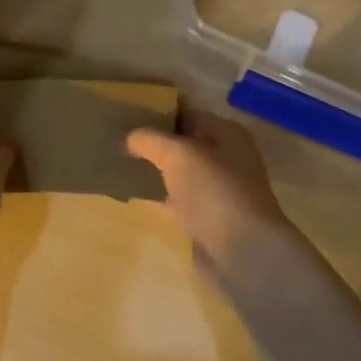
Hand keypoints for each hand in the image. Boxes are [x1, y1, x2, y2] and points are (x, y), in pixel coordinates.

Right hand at [125, 108, 300, 284]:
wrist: (242, 250)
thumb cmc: (213, 190)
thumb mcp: (177, 154)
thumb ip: (150, 139)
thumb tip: (128, 137)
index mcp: (226, 133)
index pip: (188, 113)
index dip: (159, 111)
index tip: (127, 112)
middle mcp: (227, 157)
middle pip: (184, 143)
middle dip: (154, 141)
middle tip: (118, 138)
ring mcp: (219, 189)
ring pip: (180, 172)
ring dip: (155, 169)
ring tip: (120, 163)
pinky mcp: (209, 217)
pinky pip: (178, 198)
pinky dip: (159, 195)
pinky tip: (134, 194)